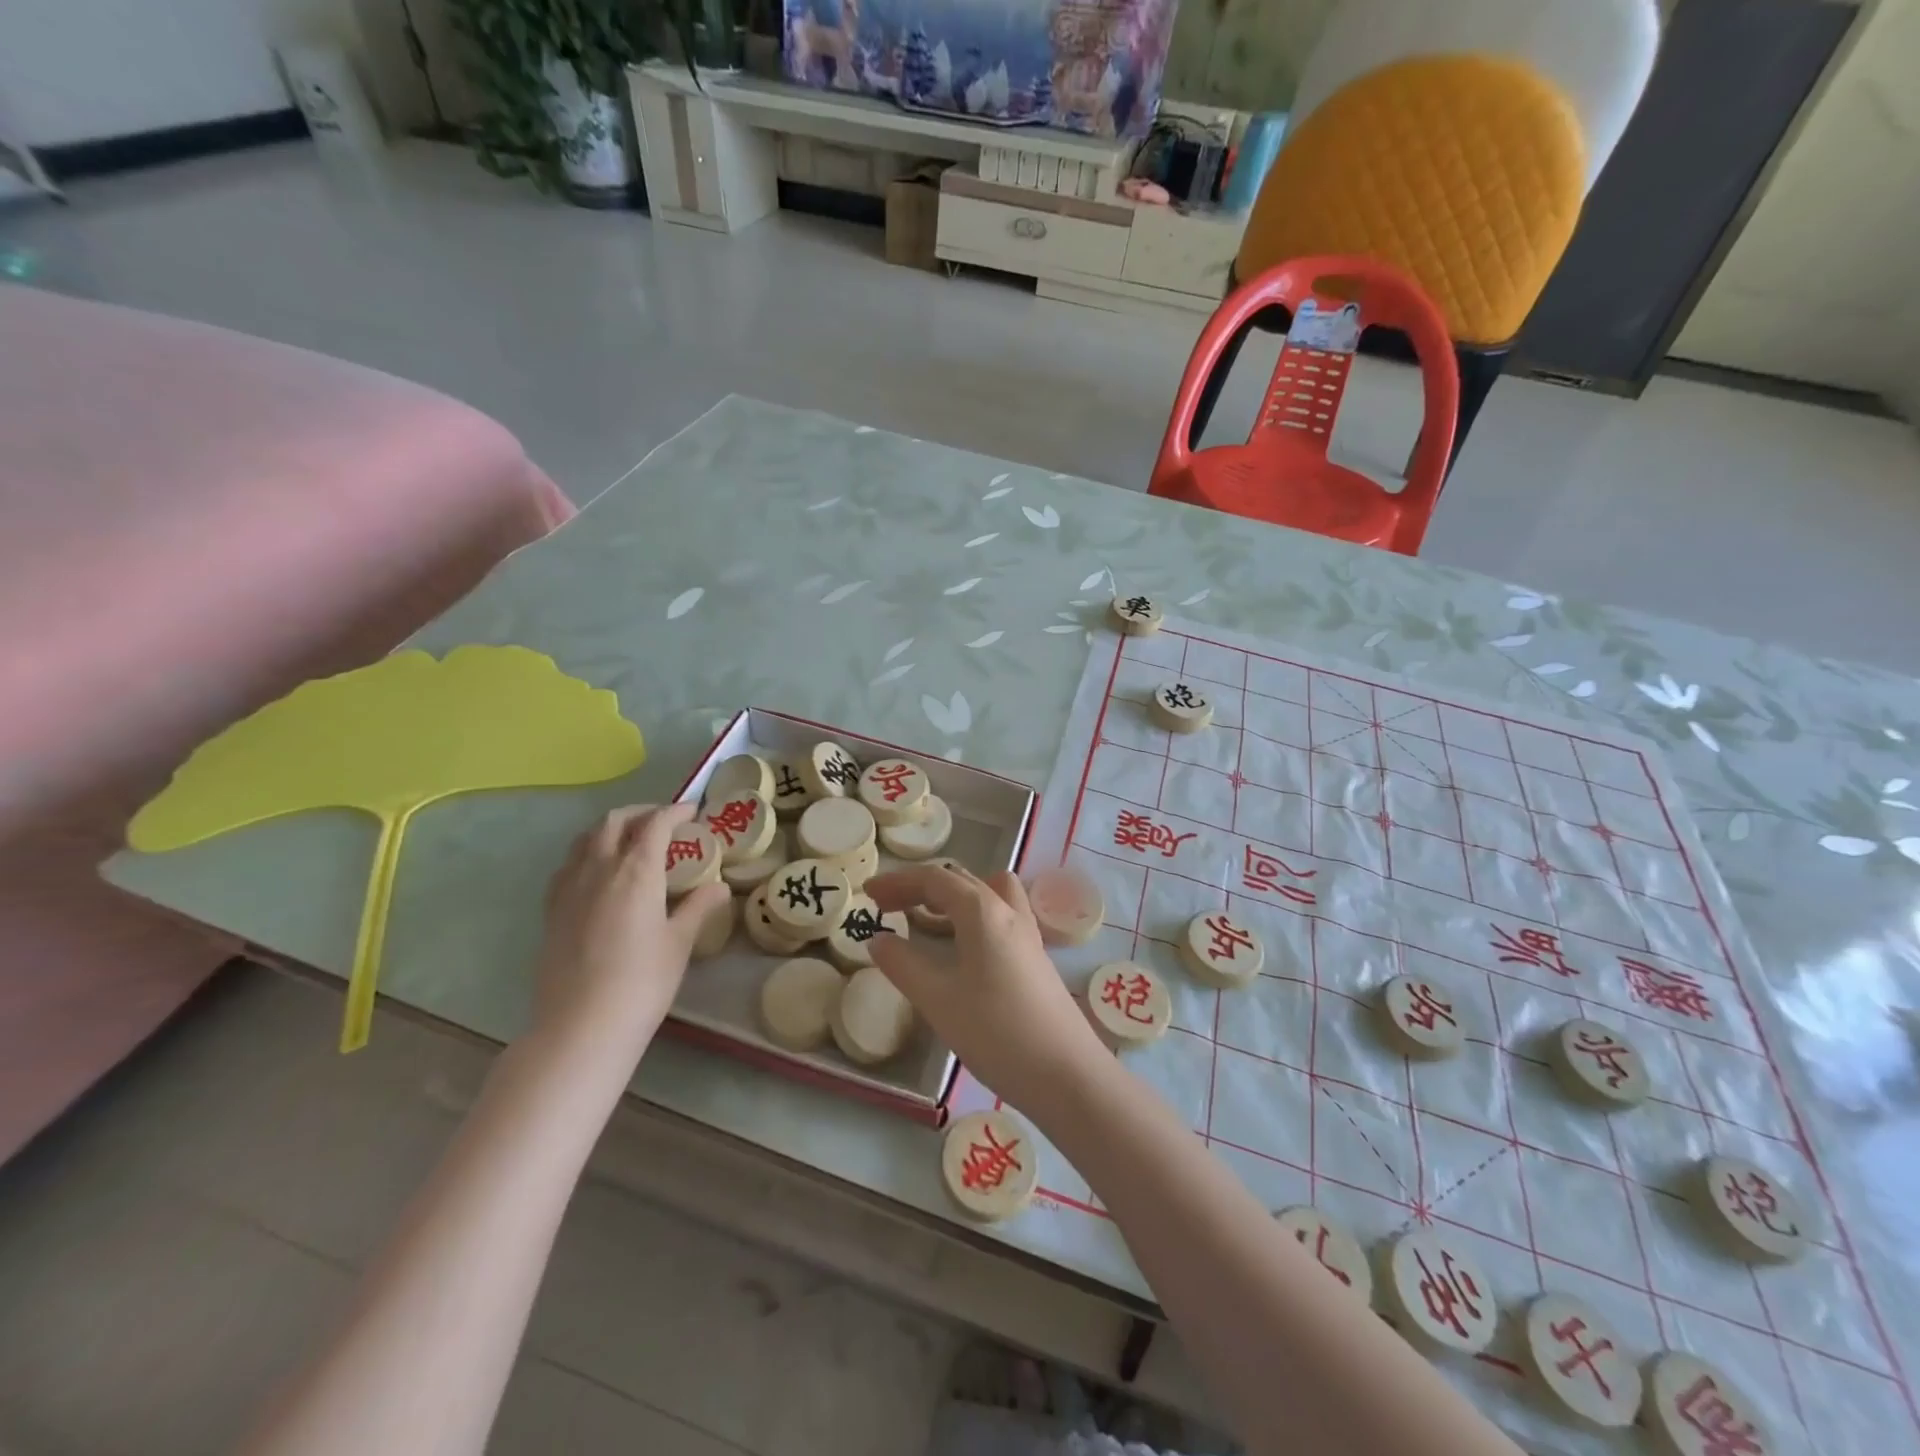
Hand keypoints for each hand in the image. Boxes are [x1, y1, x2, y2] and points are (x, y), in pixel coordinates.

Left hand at [532, 803, 728, 1066]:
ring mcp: (568, 888)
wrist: (581, 1027)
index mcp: (635, 871)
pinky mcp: (551, 910)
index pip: (655, 824)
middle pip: (614, 822)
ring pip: (586, 839)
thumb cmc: (642, 983)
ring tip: (632, 841)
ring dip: (611, 829)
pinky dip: (588, 853)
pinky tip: (600, 873)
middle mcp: (598, 869)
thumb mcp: (679, 943)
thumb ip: (698, 907)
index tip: (693, 811)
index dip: (675, 811)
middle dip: (641, 813)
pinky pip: (569, 864)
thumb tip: (719, 887)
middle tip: (664, 822)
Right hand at [866, 864, 1108, 1115]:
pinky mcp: (1036, 958)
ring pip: (987, 894)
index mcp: (983, 911)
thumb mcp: (938, 1000)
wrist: (1068, 1075)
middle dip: (921, 887)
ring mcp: (1028, 934)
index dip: (898, 882)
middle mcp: (1009, 911)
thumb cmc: (997, 1033)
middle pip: (961, 881)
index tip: (867, 895)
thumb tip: (879, 940)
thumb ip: (903, 965)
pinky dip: (973, 917)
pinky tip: (962, 950)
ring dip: (953, 897)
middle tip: (889, 907)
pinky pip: (1000, 917)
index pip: (935, 879)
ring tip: (926, 921)